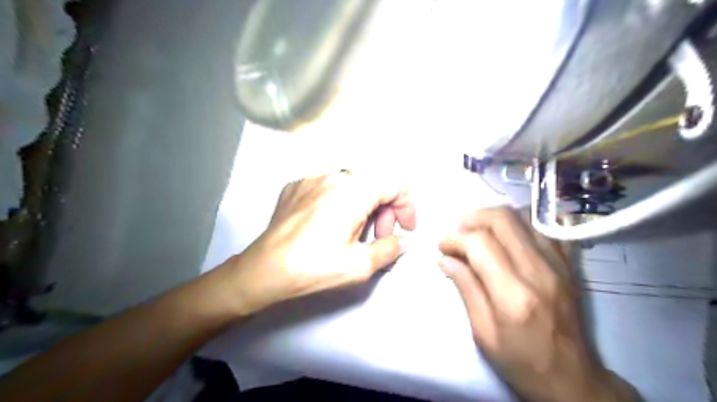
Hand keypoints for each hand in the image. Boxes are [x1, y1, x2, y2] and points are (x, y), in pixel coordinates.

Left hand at [224, 173, 414, 316]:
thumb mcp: (360, 265)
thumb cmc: (313, 268)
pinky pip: (329, 188)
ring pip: (352, 185)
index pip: (395, 184)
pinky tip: (327, 225)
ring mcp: (311, 178)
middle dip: (384, 211)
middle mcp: (333, 176)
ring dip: (362, 207)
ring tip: (353, 233)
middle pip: (374, 185)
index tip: (403, 229)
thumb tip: (401, 240)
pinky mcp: (296, 186)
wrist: (263, 270)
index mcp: (353, 191)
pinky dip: (339, 203)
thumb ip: (390, 248)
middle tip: (378, 238)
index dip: (407, 207)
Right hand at [438, 209, 631, 399]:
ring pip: (524, 216)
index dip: (455, 238)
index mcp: (513, 294)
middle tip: (458, 232)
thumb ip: (465, 288)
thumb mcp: (482, 332)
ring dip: (495, 218)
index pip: (480, 243)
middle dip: (473, 218)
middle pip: (503, 219)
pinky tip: (509, 236)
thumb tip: (445, 258)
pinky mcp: (569, 265)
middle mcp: (539, 271)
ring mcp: (559, 264)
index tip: (442, 246)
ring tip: (479, 231)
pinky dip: (522, 224)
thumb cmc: (521, 362)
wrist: (572, 380)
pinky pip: (546, 228)